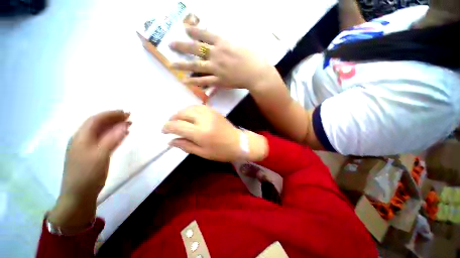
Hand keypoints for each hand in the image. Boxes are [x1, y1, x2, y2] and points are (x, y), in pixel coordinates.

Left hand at [48, 110, 130, 232]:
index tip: (126, 112)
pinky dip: (112, 135)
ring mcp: (85, 147)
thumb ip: (113, 138)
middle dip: (113, 119)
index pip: (96, 119)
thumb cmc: (88, 174)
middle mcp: (82, 139)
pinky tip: (121, 135)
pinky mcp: (90, 154)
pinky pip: (102, 140)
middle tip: (129, 117)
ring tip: (128, 124)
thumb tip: (125, 125)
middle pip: (98, 124)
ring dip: (114, 126)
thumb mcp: (101, 155)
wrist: (78, 195)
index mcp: (81, 137)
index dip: (111, 114)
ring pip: (100, 131)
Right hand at [162, 105, 267, 161]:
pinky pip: (198, 106)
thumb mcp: (203, 153)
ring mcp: (210, 113)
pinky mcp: (214, 110)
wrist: (239, 142)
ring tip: (179, 120)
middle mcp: (203, 119)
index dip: (167, 127)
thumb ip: (186, 145)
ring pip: (189, 107)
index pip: (177, 125)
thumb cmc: (221, 151)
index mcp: (200, 133)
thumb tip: (170, 141)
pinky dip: (190, 110)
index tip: (164, 131)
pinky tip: (190, 116)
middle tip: (171, 125)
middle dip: (173, 118)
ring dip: (181, 113)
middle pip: (181, 113)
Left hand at [169, 26, 279, 90]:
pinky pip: (204, 81)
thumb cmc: (254, 58)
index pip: (205, 34)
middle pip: (196, 49)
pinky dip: (195, 81)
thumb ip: (231, 42)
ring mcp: (216, 69)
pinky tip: (186, 81)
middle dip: (182, 46)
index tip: (185, 28)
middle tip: (171, 45)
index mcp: (223, 43)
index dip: (194, 31)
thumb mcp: (243, 44)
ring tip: (172, 65)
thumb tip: (223, 42)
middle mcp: (217, 55)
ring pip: (196, 66)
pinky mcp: (219, 81)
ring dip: (183, 65)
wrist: (257, 74)